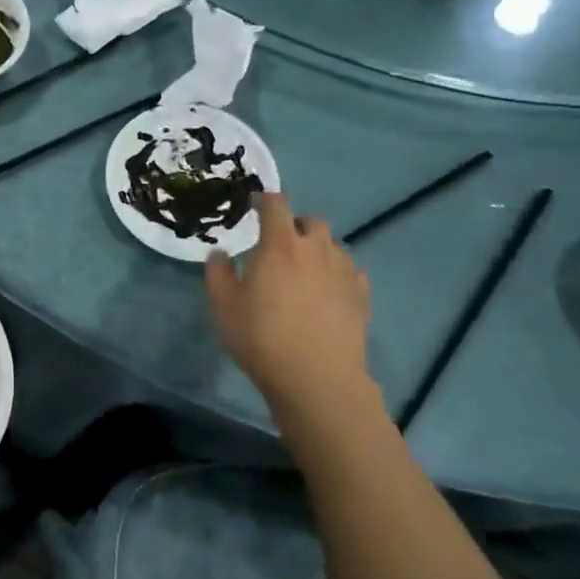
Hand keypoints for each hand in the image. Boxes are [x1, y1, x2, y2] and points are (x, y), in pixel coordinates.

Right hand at [205, 193, 376, 428]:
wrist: (317, 378)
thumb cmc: (262, 338)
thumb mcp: (223, 307)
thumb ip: (218, 274)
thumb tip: (219, 254)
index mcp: (280, 245)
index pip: (276, 204)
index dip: (264, 199)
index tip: (254, 205)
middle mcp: (316, 249)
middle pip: (311, 221)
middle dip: (296, 225)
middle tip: (280, 245)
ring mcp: (344, 271)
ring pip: (333, 245)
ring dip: (318, 249)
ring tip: (304, 271)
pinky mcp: (361, 295)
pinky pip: (351, 271)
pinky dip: (337, 272)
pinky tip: (328, 292)